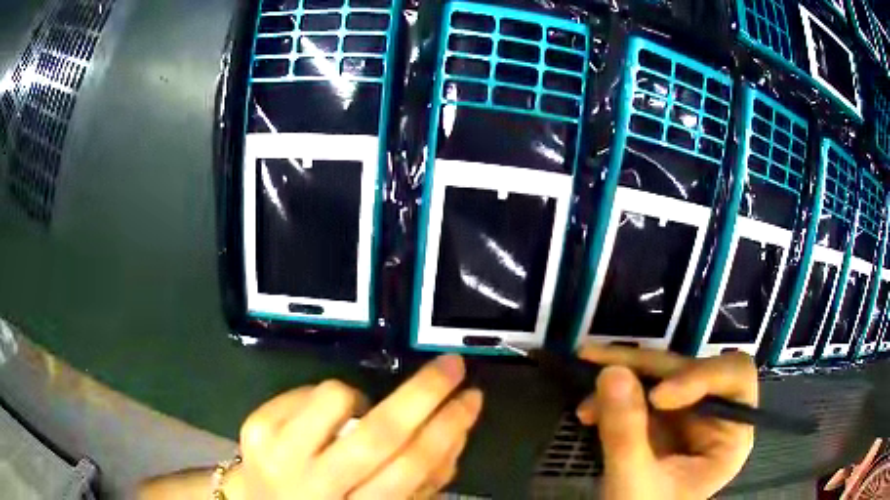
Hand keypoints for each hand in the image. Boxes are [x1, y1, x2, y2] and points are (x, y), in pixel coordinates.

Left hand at [229, 355, 481, 498]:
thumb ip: (425, 479)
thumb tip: (456, 430)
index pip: (412, 468)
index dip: (447, 429)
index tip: (471, 397)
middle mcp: (315, 487)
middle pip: (378, 435)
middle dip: (423, 394)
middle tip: (451, 366)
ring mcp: (279, 456)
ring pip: (334, 400)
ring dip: (359, 396)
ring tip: (358, 412)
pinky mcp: (255, 429)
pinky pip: (303, 391)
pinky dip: (326, 397)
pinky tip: (323, 420)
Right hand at [576, 345, 756, 499]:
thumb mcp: (635, 483)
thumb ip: (626, 435)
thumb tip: (611, 373)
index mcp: (729, 435)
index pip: (735, 379)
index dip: (701, 376)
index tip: (657, 397)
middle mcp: (713, 417)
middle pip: (691, 369)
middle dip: (646, 367)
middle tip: (599, 359)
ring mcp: (685, 416)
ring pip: (662, 374)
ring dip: (623, 374)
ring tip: (586, 382)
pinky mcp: (659, 419)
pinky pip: (641, 389)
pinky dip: (614, 392)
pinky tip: (587, 408)